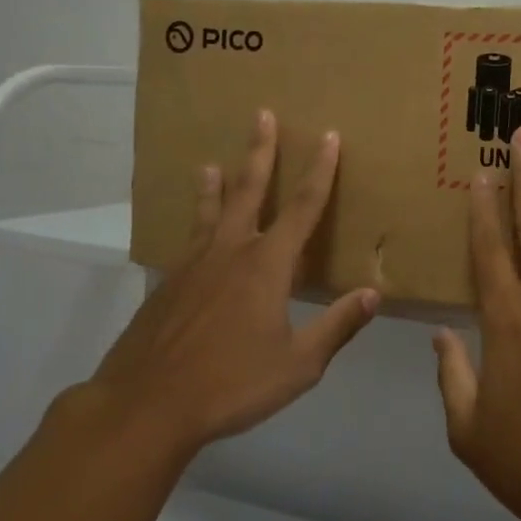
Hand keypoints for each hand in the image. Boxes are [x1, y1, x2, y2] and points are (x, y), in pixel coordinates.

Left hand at [89, 110, 377, 464]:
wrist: (147, 406)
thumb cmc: (232, 384)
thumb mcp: (298, 364)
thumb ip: (337, 326)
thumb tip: (373, 294)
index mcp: (268, 265)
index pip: (303, 207)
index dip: (320, 170)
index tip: (328, 136)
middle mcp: (231, 252)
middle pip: (249, 190)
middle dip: (260, 151)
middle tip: (261, 114)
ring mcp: (194, 266)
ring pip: (210, 213)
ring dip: (216, 185)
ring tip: (210, 164)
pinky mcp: (168, 285)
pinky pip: (188, 244)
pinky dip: (194, 229)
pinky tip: (193, 238)